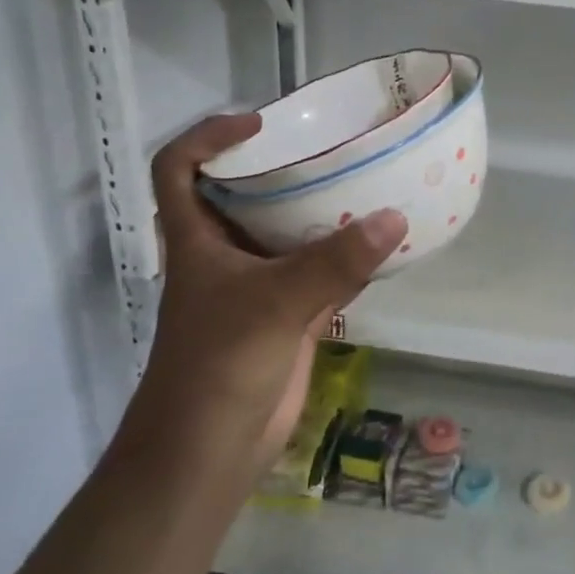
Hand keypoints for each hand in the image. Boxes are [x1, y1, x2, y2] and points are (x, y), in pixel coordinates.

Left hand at [124, 113, 406, 488]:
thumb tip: (395, 218)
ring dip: (324, 214)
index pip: (178, 169)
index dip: (207, 138)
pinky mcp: (288, 317)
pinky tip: (386, 245)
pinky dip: (351, 259)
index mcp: (197, 239)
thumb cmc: (220, 363)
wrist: (211, 448)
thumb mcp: (275, 302)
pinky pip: (323, 274)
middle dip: (282, 169)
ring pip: (290, 236)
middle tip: (332, 148)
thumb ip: (336, 261)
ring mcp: (258, 287)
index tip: (259, 125)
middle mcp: (225, 255)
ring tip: (369, 183)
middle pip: (245, 195)